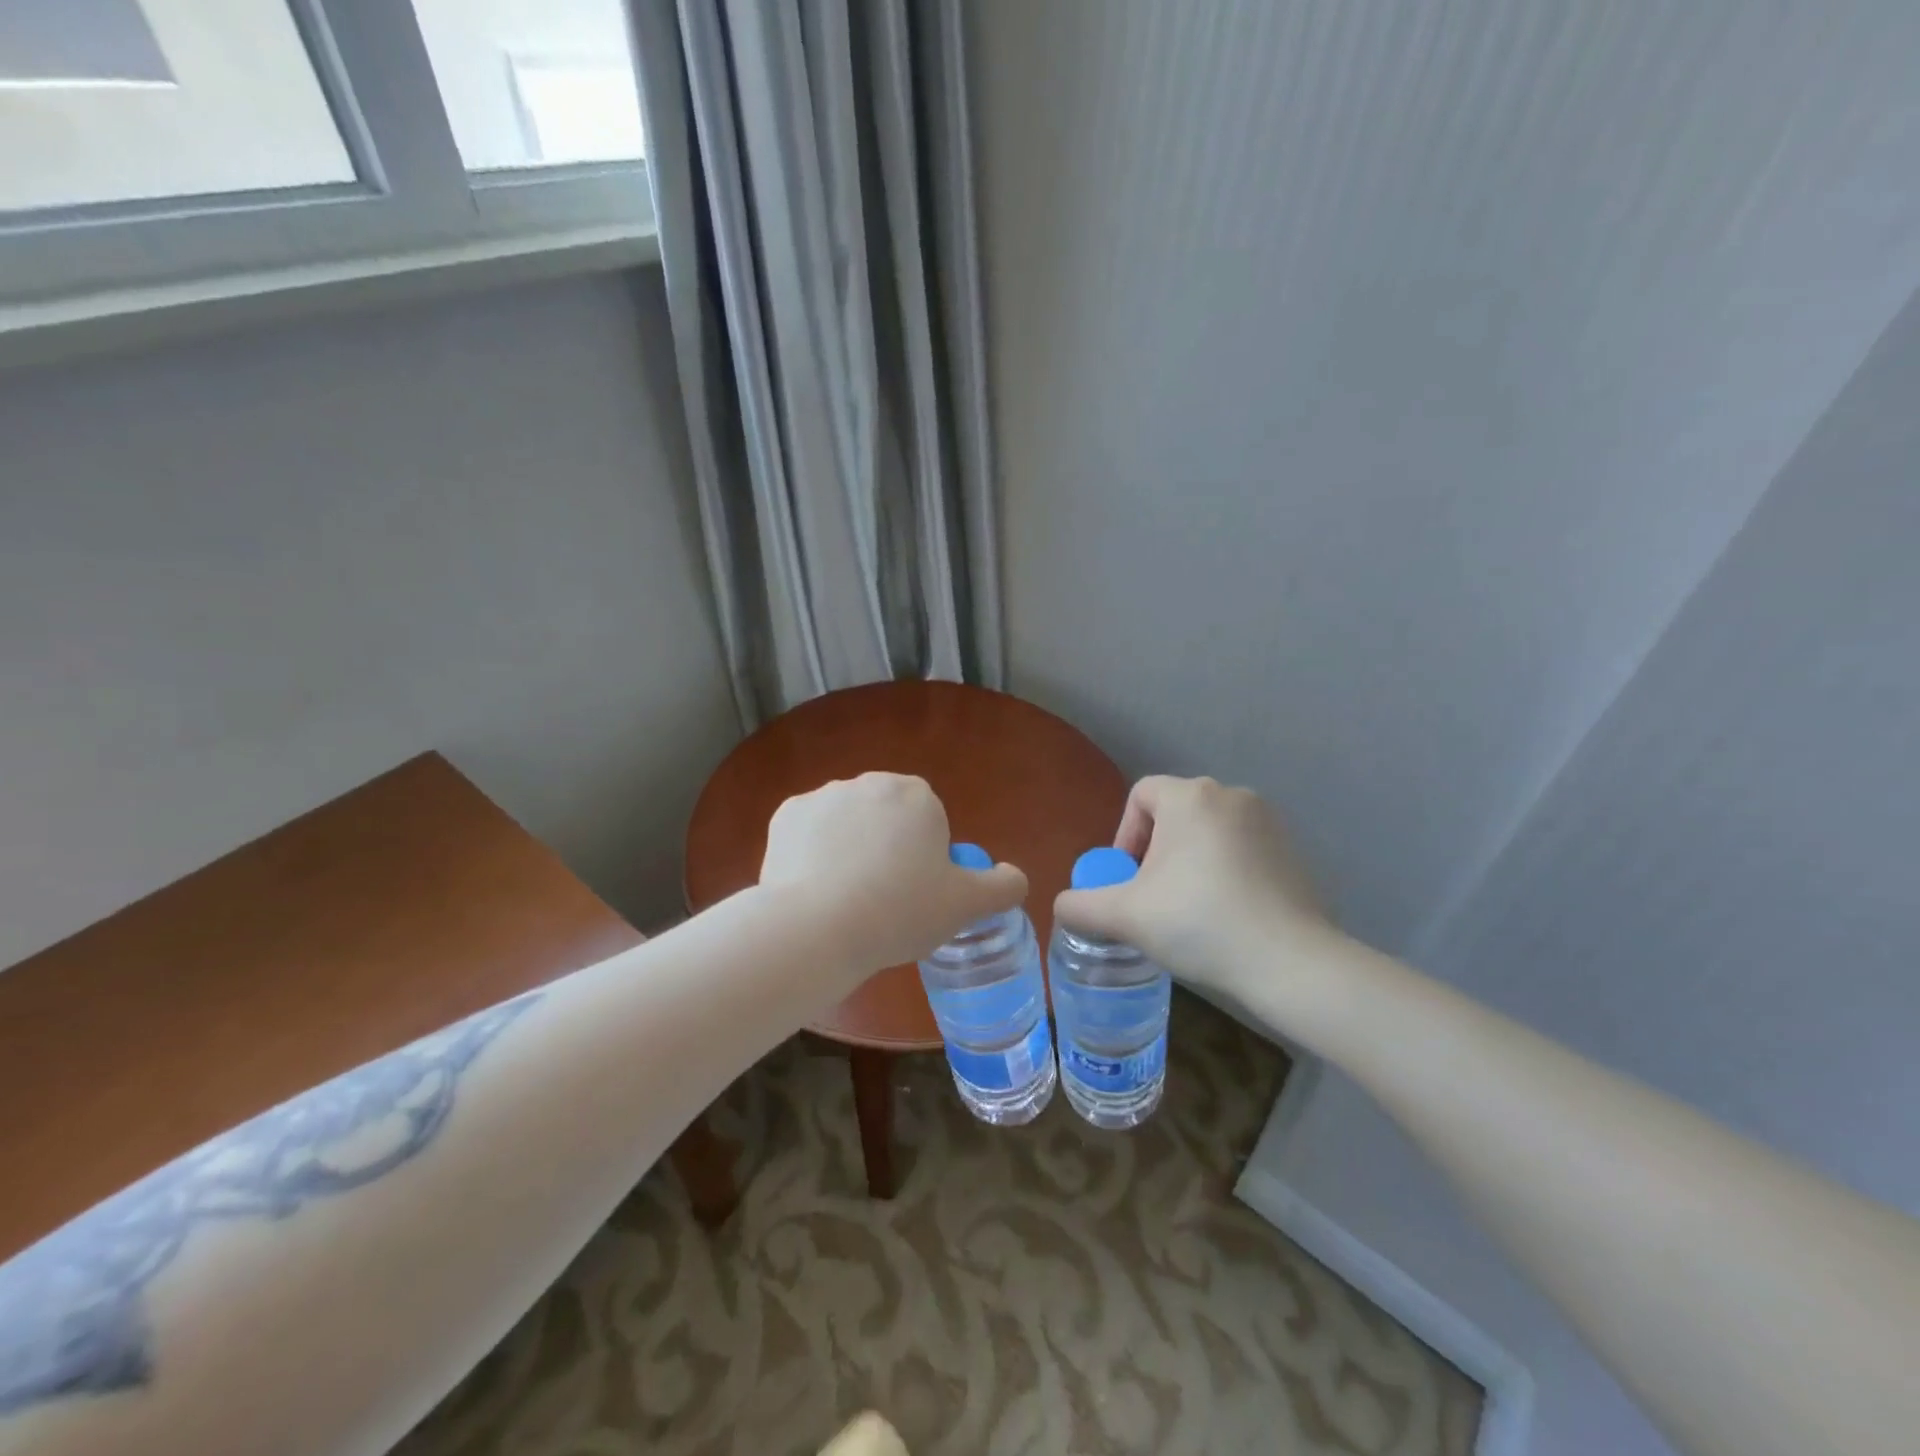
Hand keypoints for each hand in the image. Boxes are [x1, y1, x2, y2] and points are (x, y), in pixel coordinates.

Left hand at [760, 773, 1028, 972]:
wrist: (817, 927)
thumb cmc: (900, 911)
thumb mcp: (965, 905)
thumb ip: (1002, 887)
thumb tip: (1016, 878)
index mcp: (916, 796)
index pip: (928, 821)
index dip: (925, 858)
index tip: (915, 893)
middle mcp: (870, 783)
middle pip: (886, 818)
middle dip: (886, 849)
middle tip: (883, 899)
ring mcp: (823, 796)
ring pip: (846, 824)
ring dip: (848, 850)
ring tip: (845, 900)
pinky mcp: (785, 815)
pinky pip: (808, 834)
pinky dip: (811, 854)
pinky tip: (813, 889)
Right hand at [1054, 776, 1342, 1002]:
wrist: (1290, 962)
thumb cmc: (1199, 923)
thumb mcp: (1125, 916)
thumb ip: (1081, 905)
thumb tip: (1063, 905)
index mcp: (1190, 797)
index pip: (1141, 795)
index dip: (1124, 835)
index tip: (1128, 879)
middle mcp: (1231, 794)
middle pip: (1174, 813)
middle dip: (1156, 851)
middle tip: (1152, 897)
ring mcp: (1268, 821)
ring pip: (1208, 831)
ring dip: (1190, 861)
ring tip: (1188, 908)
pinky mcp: (1292, 849)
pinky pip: (1241, 848)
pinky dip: (1225, 870)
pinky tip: (1227, 913)